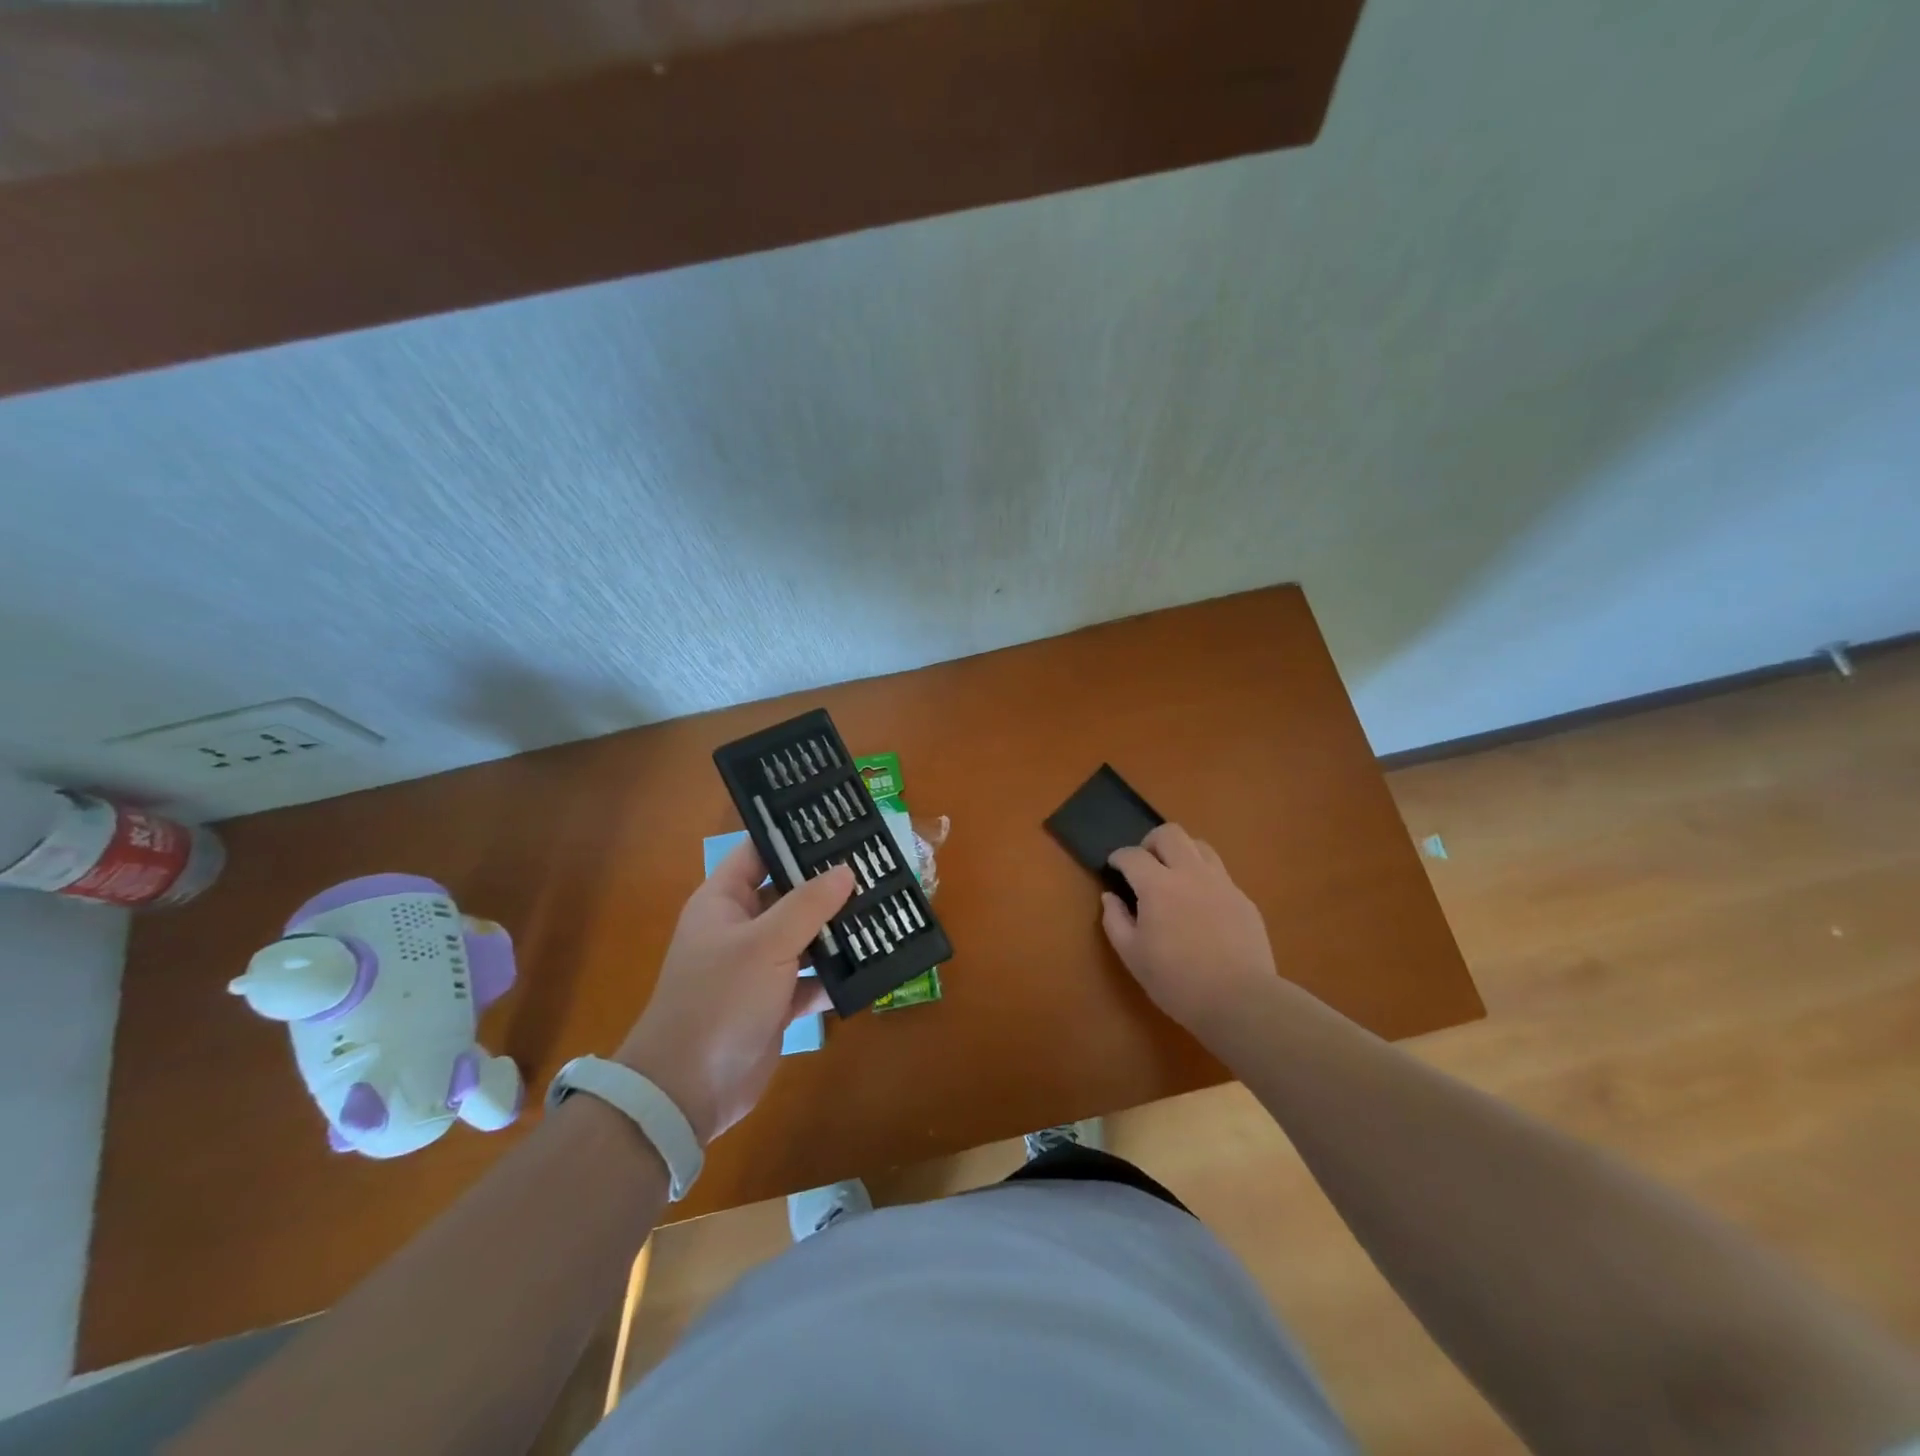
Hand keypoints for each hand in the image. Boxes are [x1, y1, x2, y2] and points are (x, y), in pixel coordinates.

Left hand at [617, 840, 854, 1144]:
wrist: (688, 1090)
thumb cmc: (720, 1000)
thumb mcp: (766, 943)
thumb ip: (808, 904)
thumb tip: (846, 869)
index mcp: (724, 901)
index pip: (759, 852)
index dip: (793, 836)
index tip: (838, 823)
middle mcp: (741, 928)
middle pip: (789, 893)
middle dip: (828, 884)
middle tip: (875, 865)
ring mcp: (758, 967)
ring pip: (805, 936)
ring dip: (838, 929)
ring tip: (884, 907)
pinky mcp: (775, 1002)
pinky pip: (812, 978)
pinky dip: (836, 974)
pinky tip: (872, 964)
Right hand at [1101, 824, 1278, 1039]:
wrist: (1240, 1000)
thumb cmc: (1177, 981)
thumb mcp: (1132, 956)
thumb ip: (1115, 921)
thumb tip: (1110, 897)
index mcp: (1158, 886)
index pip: (1132, 855)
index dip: (1119, 857)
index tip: (1114, 866)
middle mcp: (1190, 874)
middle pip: (1170, 834)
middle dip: (1151, 842)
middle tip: (1145, 863)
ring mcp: (1222, 884)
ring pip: (1200, 846)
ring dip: (1181, 852)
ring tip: (1175, 876)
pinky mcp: (1243, 899)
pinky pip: (1220, 874)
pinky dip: (1204, 878)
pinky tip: (1201, 904)